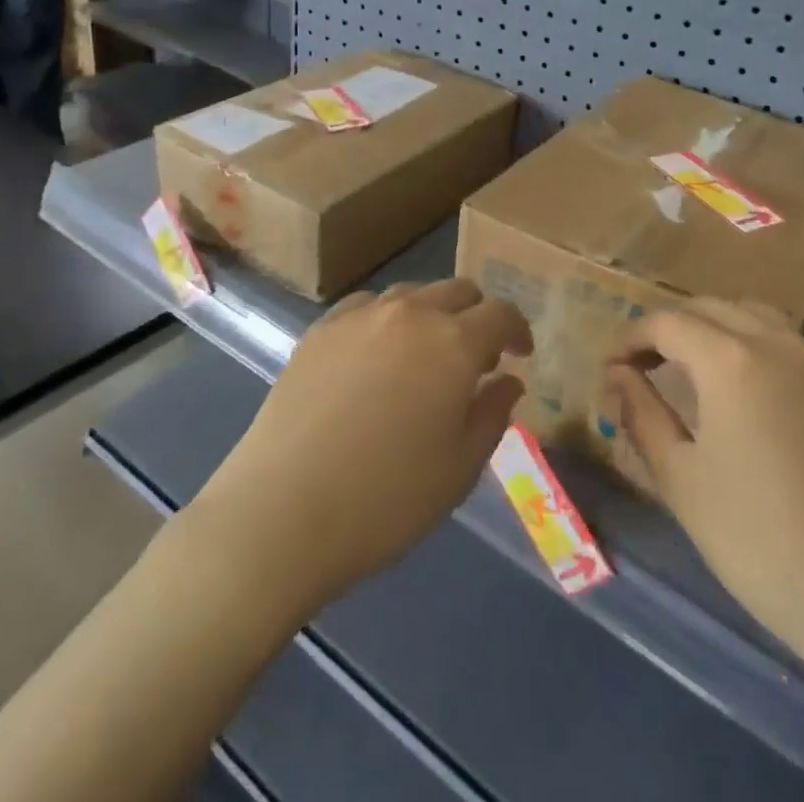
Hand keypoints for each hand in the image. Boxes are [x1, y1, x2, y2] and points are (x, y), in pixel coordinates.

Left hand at [191, 279, 530, 612]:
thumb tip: (508, 381)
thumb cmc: (387, 499)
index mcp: (454, 343)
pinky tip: (375, 355)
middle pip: (458, 291)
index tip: (520, 353)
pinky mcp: (320, 329)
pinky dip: (386, 321)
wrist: (283, 512)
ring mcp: (360, 315)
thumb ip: (492, 414)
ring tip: (425, 355)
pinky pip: (366, 306)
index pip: (500, 313)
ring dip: (431, 315)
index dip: (518, 329)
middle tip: (476, 357)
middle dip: (477, 316)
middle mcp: (410, 314)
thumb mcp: (460, 468)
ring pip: (411, 294)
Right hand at [607, 300, 803, 661]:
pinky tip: (745, 394)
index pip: (667, 322)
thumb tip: (617, 374)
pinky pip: (786, 345)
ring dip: (713, 329)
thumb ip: (643, 414)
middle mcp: (777, 344)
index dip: (631, 339)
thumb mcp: (682, 480)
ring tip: (690, 369)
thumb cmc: (761, 542)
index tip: (610, 369)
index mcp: (731, 359)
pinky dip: (751, 347)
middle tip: (641, 366)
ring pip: (753, 317)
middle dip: (669, 328)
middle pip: (710, 308)